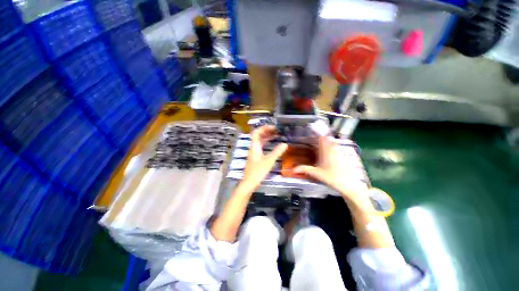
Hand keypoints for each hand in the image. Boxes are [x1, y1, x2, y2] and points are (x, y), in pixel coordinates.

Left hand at [242, 125, 287, 189]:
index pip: (256, 133)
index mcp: (254, 147)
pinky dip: (267, 144)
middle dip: (267, 131)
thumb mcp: (269, 161)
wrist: (249, 183)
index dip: (264, 128)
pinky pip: (261, 147)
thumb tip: (285, 144)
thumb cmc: (257, 171)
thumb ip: (277, 152)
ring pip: (260, 142)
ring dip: (267, 137)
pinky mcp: (256, 158)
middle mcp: (253, 148)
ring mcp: (254, 153)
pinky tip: (273, 146)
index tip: (273, 127)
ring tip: (276, 136)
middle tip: (276, 131)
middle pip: (258, 136)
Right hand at [294, 136, 369, 204]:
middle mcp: (332, 149)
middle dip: (319, 135)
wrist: (348, 183)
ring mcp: (337, 152)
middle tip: (311, 134)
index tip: (311, 128)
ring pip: (330, 142)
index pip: (321, 137)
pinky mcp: (340, 155)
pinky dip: (328, 145)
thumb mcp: (316, 173)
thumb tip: (294, 169)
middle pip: (326, 138)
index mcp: (326, 151)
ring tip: (316, 140)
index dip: (316, 132)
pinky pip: (333, 146)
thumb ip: (305, 169)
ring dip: (324, 140)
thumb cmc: (332, 177)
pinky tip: (324, 149)